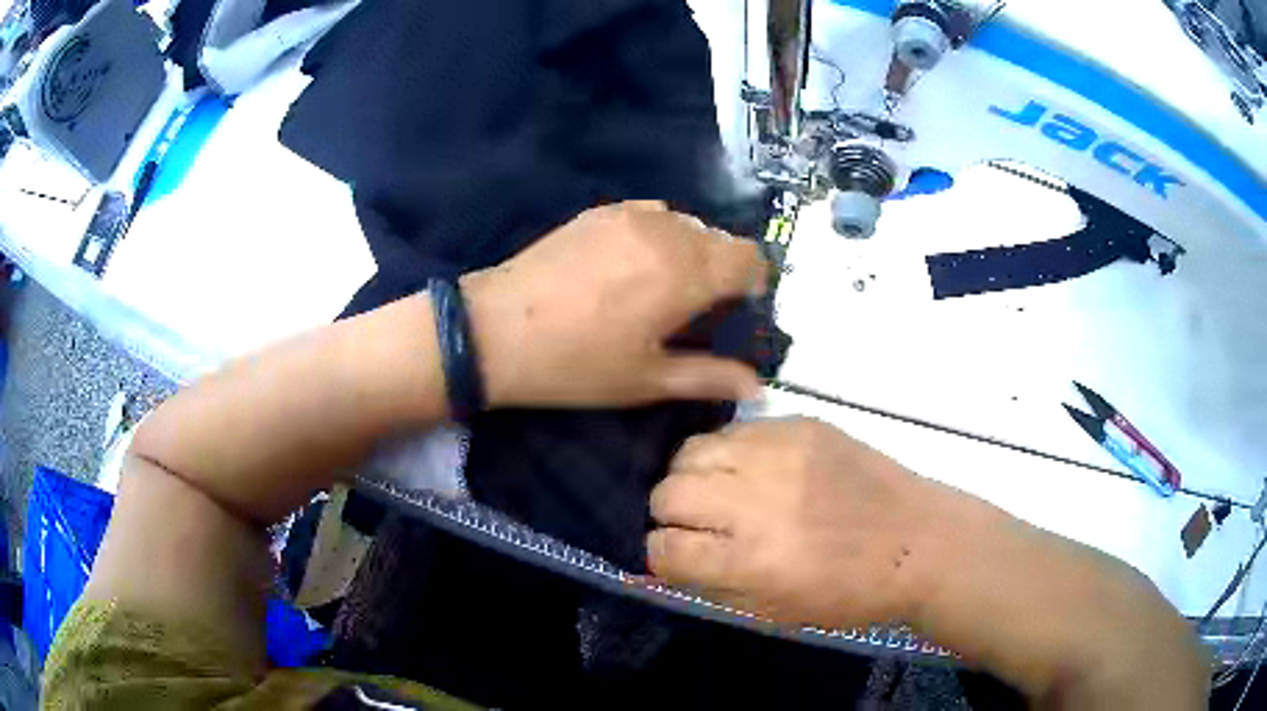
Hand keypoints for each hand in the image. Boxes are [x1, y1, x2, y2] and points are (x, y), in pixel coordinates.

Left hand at [463, 201, 767, 407]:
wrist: (496, 330)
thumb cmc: (576, 364)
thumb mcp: (647, 379)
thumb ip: (709, 377)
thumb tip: (758, 386)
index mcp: (687, 272)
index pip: (750, 258)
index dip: (753, 283)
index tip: (736, 310)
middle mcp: (667, 231)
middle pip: (721, 239)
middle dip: (722, 269)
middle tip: (694, 308)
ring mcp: (630, 215)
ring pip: (687, 223)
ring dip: (690, 250)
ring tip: (660, 286)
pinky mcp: (599, 211)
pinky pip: (651, 214)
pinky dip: (658, 234)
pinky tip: (630, 263)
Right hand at [647, 417, 931, 629]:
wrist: (917, 542)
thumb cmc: (848, 593)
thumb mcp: (774, 612)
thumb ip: (712, 585)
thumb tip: (667, 559)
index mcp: (751, 562)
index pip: (664, 548)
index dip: (662, 555)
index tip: (679, 555)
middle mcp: (757, 503)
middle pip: (668, 492)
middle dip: (670, 513)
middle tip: (698, 522)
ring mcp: (780, 454)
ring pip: (691, 450)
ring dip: (693, 475)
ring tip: (721, 490)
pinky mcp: (801, 426)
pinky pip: (736, 430)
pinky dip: (730, 452)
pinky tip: (754, 469)